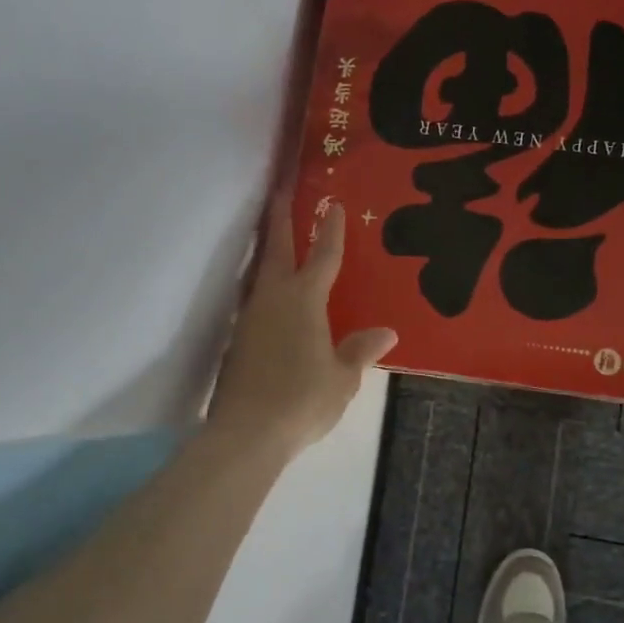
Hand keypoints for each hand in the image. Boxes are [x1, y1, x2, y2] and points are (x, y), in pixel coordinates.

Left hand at [207, 192, 396, 457]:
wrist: (246, 433)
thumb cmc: (303, 399)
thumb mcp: (342, 377)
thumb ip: (360, 350)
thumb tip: (386, 332)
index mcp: (305, 300)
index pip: (322, 255)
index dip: (329, 229)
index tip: (332, 202)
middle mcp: (274, 298)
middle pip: (276, 248)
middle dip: (280, 217)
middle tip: (280, 189)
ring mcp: (250, 317)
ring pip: (258, 271)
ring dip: (266, 248)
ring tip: (273, 236)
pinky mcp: (236, 339)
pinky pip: (253, 299)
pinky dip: (262, 285)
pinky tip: (269, 296)